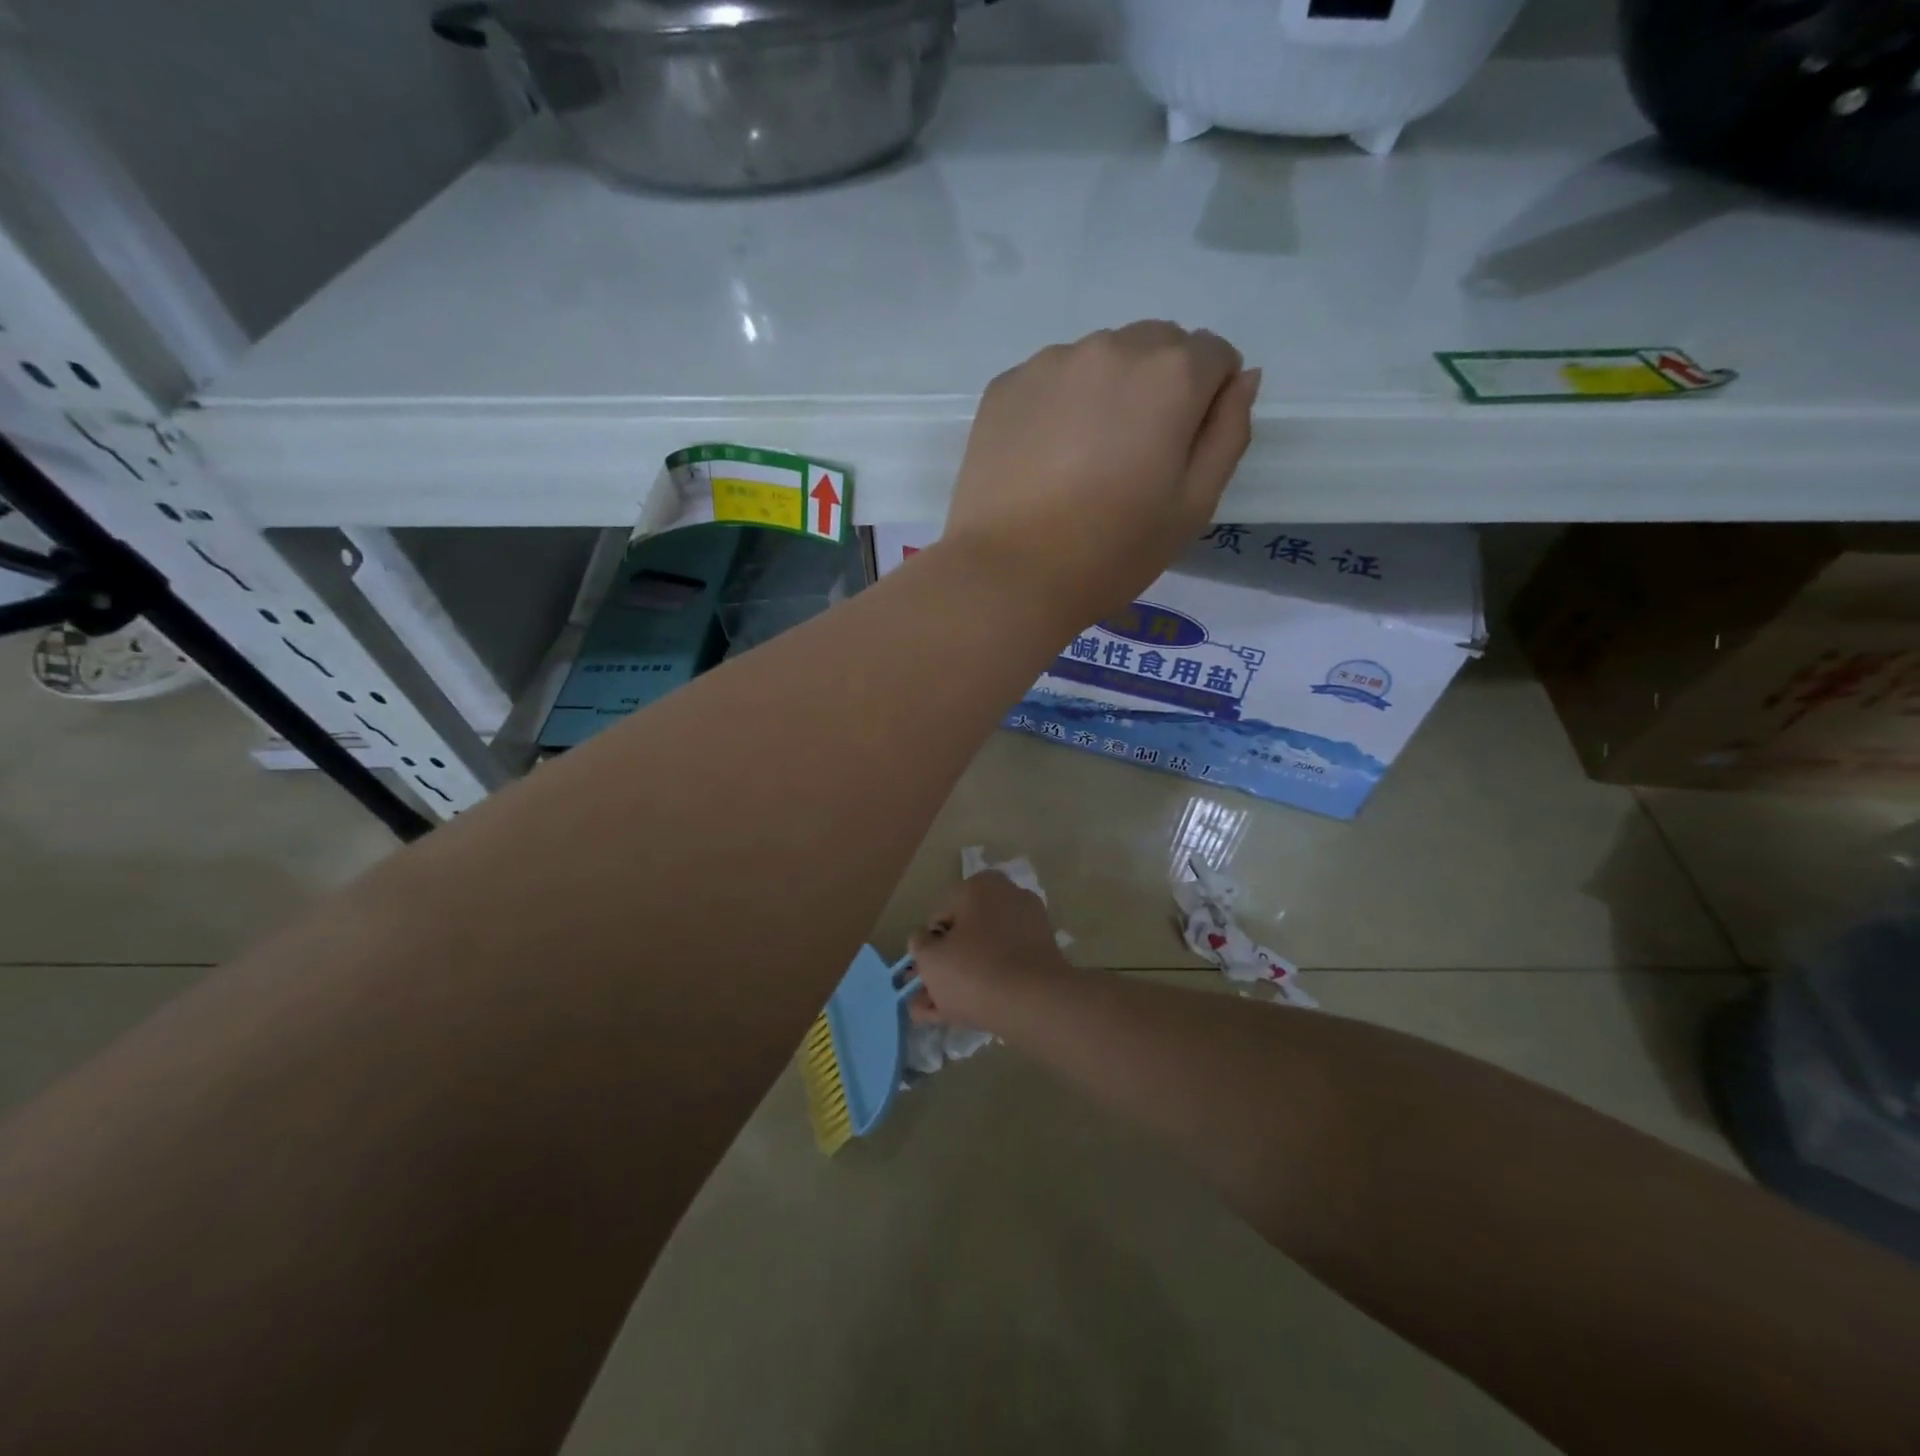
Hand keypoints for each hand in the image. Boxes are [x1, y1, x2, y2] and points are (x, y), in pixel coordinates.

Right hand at [906, 872, 1078, 1033]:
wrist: (1034, 1002)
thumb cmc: (973, 970)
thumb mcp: (929, 958)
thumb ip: (919, 944)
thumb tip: (925, 939)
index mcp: (979, 886)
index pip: (941, 915)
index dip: (928, 945)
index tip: (923, 972)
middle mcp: (1007, 896)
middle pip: (966, 934)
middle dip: (945, 965)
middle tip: (929, 995)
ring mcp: (1029, 926)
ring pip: (984, 953)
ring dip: (962, 978)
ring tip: (940, 1012)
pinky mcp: (1043, 954)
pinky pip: (1006, 965)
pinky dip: (987, 983)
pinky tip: (965, 1013)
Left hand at [942, 322, 1260, 630]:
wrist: (1008, 575)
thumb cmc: (1110, 552)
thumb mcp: (1193, 507)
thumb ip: (1228, 434)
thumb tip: (1241, 379)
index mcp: (1170, 375)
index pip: (1214, 356)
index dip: (1208, 401)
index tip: (1181, 451)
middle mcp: (1111, 348)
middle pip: (1156, 346)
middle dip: (1160, 387)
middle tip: (1132, 458)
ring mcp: (1050, 363)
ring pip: (1100, 359)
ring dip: (1106, 392)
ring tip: (1082, 461)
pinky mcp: (1004, 386)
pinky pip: (1049, 379)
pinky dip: (1057, 405)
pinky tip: (1043, 458)